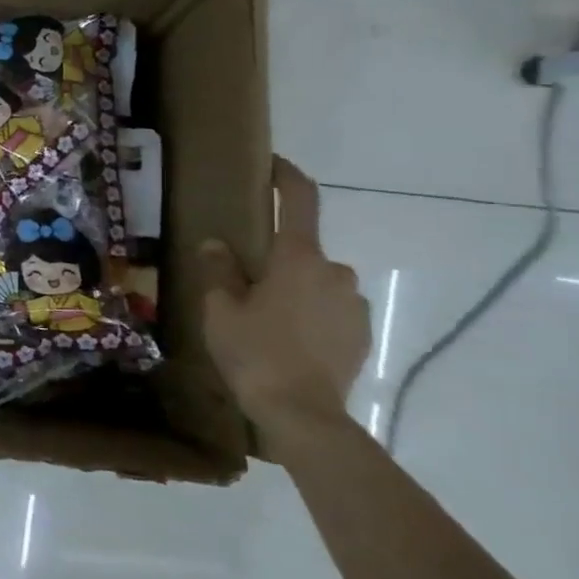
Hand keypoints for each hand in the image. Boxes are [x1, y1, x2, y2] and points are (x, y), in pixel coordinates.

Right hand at [199, 157, 369, 449]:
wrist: (302, 413)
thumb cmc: (254, 351)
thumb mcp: (220, 309)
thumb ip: (219, 270)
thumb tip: (217, 244)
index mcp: (298, 258)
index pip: (300, 200)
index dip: (287, 177)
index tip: (272, 165)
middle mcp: (334, 271)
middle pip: (302, 250)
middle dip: (276, 259)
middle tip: (243, 281)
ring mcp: (353, 303)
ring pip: (317, 281)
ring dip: (293, 288)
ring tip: (263, 318)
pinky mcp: (361, 332)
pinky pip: (330, 308)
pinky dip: (309, 313)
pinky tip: (286, 339)